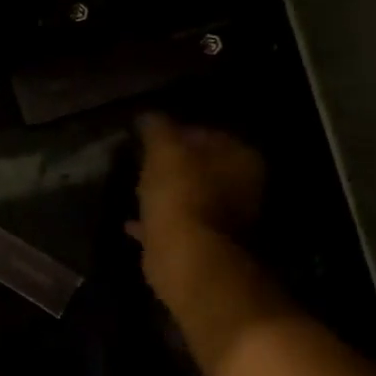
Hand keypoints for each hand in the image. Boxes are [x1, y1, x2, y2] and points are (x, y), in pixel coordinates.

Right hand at [132, 115, 265, 308]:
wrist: (188, 259)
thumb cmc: (181, 195)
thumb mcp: (163, 150)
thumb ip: (157, 129)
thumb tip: (149, 116)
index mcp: (241, 158)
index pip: (207, 133)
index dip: (177, 132)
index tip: (150, 137)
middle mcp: (243, 189)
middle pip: (202, 168)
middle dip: (174, 166)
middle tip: (143, 162)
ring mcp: (226, 221)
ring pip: (191, 198)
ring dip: (167, 194)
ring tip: (137, 188)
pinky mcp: (205, 247)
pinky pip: (177, 226)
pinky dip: (157, 223)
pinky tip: (132, 222)